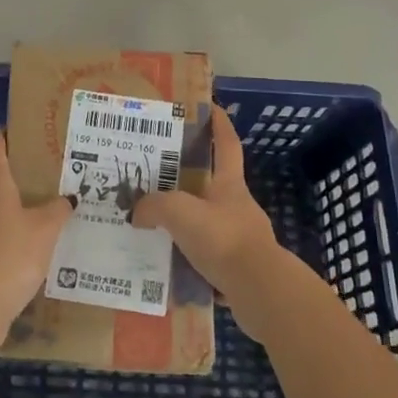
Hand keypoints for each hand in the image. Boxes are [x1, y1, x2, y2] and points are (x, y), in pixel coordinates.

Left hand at [0, 131, 72, 341]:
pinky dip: (11, 233)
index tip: (23, 131)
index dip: (5, 136)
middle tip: (49, 175)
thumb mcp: (46, 229)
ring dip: (16, 207)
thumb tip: (68, 198)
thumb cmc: (13, 254)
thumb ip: (58, 209)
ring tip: (47, 212)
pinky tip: (34, 246)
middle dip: (20, 175)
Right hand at [133, 106, 286, 336]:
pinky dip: (189, 257)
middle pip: (214, 183)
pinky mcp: (238, 268)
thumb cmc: (223, 238)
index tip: (210, 107)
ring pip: (208, 221)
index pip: (226, 144)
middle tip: (159, 174)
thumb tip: (137, 212)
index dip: (219, 124)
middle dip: (191, 177)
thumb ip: (154, 206)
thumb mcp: (180, 212)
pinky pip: (207, 255)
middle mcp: (237, 206)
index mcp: (229, 184)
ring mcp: (241, 237)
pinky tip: (168, 263)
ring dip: (187, 221)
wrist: (259, 291)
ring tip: (156, 224)